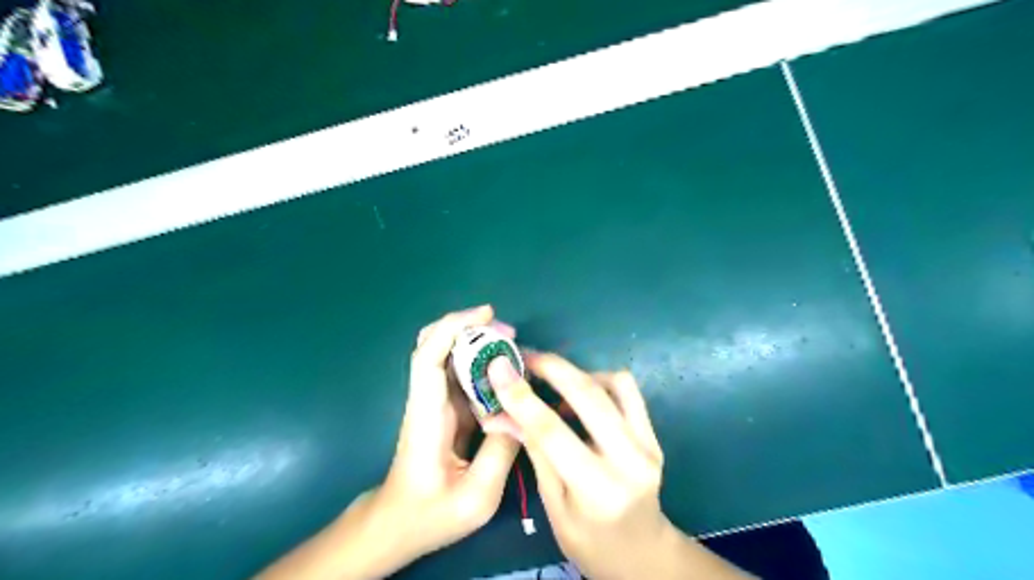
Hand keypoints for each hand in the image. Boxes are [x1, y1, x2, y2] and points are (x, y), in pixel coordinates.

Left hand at [371, 306, 519, 567]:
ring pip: (449, 357)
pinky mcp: (447, 411)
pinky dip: (484, 365)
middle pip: (436, 346)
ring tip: (514, 347)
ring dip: (479, 345)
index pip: (428, 358)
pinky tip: (507, 373)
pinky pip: (463, 377)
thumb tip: (520, 414)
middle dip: (471, 329)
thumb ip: (501, 453)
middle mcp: (428, 400)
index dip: (453, 328)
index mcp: (426, 415)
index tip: (486, 314)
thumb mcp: (475, 496)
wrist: (400, 524)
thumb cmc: (431, 514)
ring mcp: (436, 403)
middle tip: (510, 333)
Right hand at [491, 354, 756, 579]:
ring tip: (551, 379)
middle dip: (551, 367)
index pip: (552, 431)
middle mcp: (629, 461)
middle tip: (524, 356)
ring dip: (577, 372)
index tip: (498, 368)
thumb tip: (500, 412)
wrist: (642, 553)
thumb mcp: (553, 505)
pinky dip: (600, 380)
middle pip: (587, 396)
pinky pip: (627, 390)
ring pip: (612, 384)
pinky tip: (581, 392)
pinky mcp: (653, 434)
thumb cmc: (589, 541)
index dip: (521, 396)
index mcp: (597, 490)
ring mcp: (648, 444)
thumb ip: (534, 451)